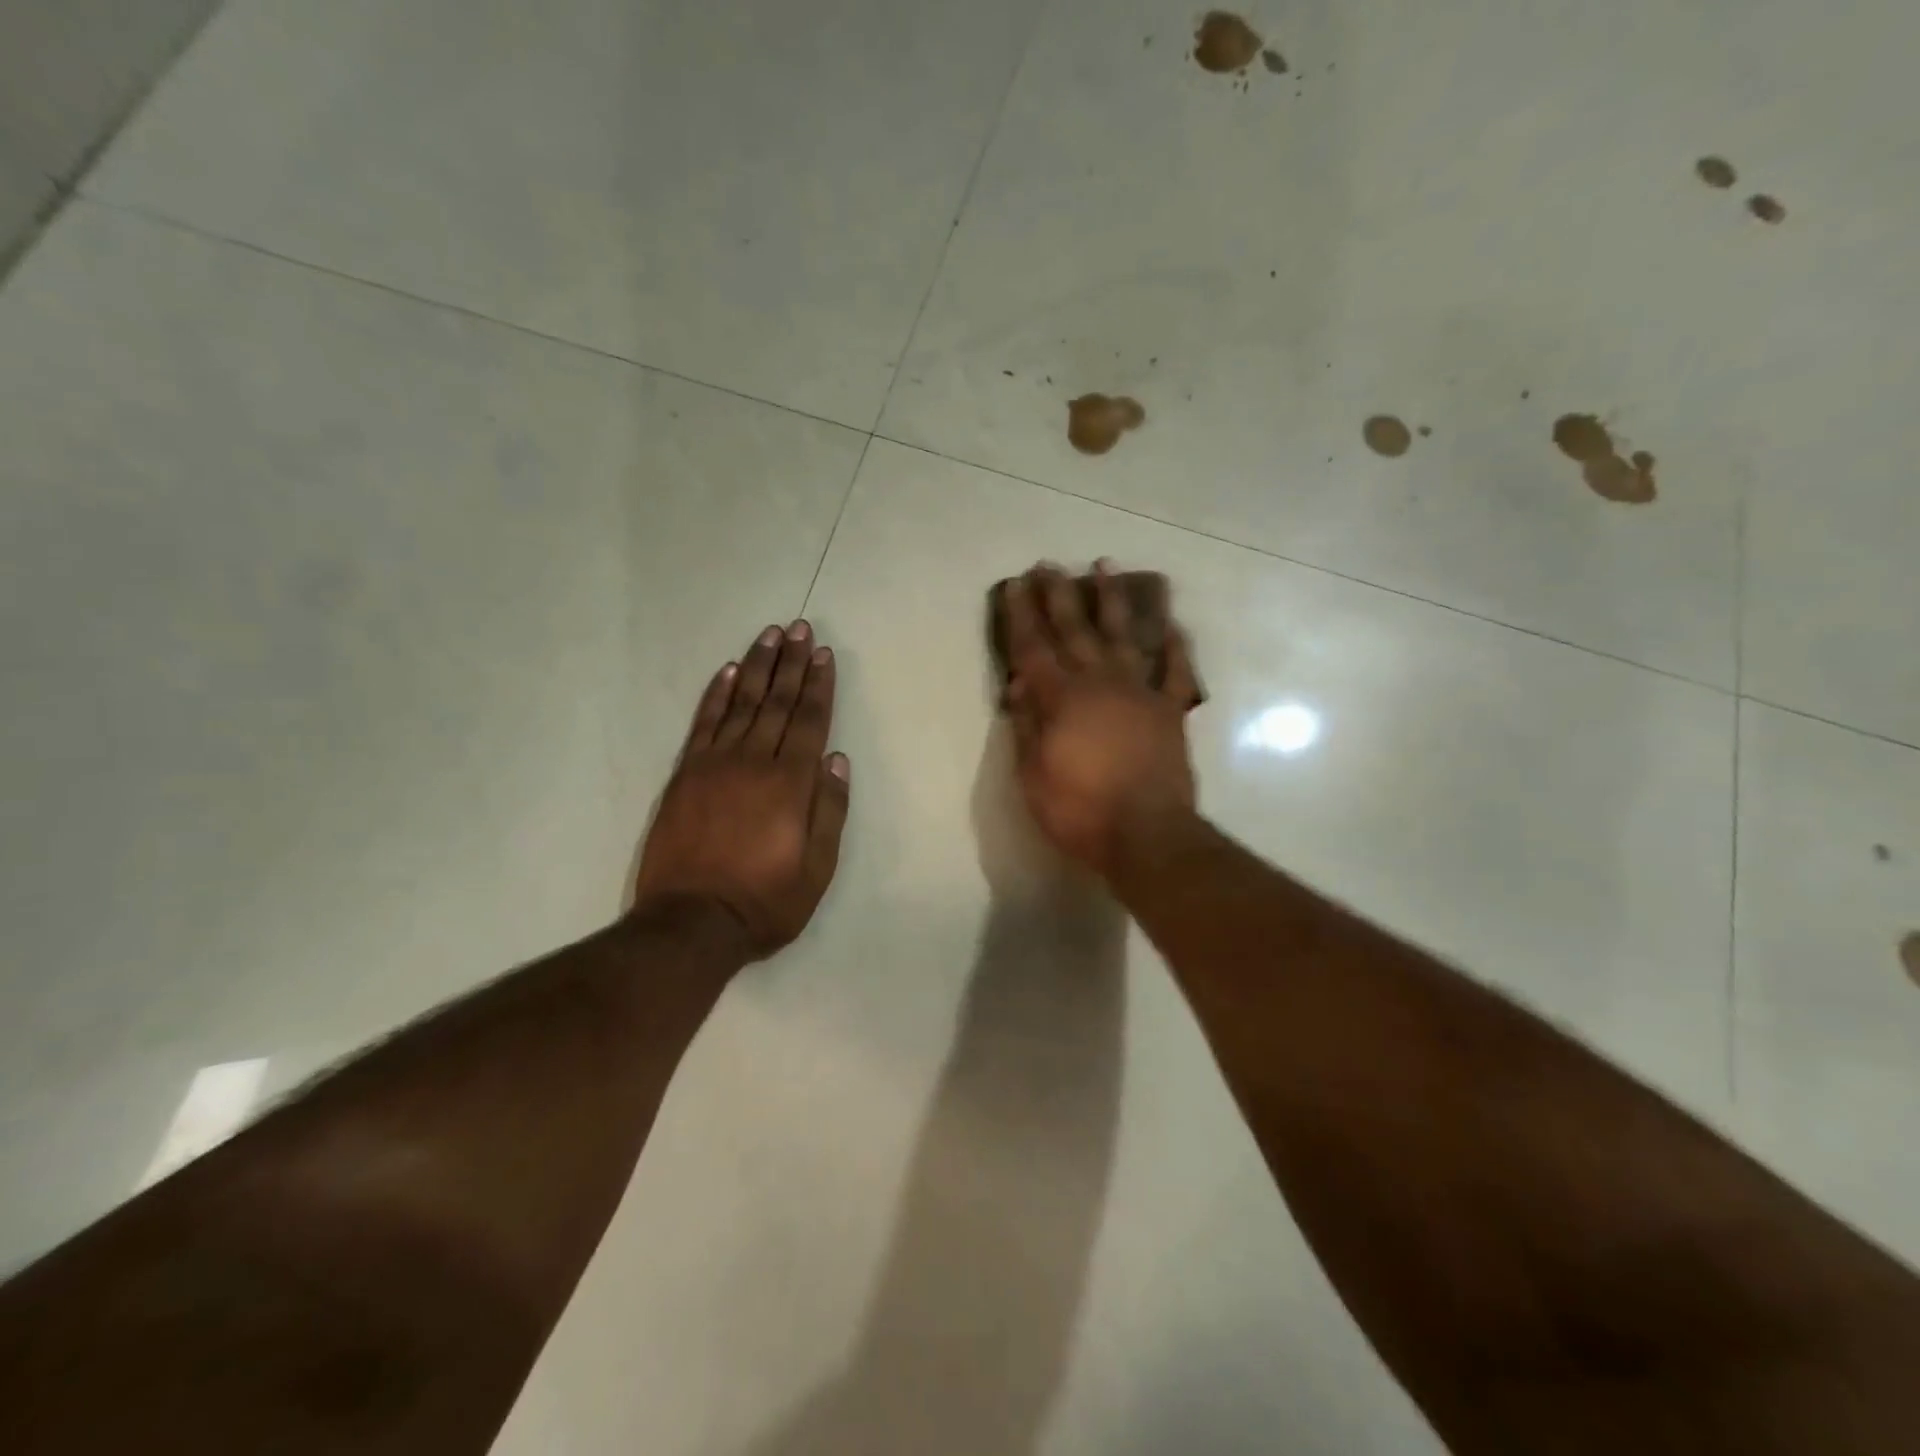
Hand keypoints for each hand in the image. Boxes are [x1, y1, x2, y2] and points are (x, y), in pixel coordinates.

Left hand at [634, 621, 850, 957]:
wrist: (691, 923)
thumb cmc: (766, 900)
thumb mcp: (817, 868)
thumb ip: (830, 810)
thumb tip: (837, 759)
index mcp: (791, 783)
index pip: (809, 721)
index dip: (818, 685)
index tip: (824, 654)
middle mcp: (754, 762)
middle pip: (777, 702)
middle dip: (792, 663)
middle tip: (801, 628)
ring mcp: (714, 764)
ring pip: (741, 703)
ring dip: (757, 667)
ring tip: (770, 635)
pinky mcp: (685, 774)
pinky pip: (703, 723)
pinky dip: (716, 695)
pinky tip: (727, 672)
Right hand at [1002, 562, 1198, 875]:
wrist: (1147, 835)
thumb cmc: (1079, 810)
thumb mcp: (1033, 774)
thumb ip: (1027, 725)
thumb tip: (1020, 684)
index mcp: (1062, 699)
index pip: (1034, 647)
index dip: (1021, 615)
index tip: (1014, 584)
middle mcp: (1100, 683)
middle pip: (1075, 630)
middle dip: (1059, 595)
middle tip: (1049, 564)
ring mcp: (1140, 693)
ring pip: (1124, 636)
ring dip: (1112, 600)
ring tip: (1105, 566)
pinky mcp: (1170, 710)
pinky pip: (1175, 670)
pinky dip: (1174, 645)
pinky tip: (1170, 623)